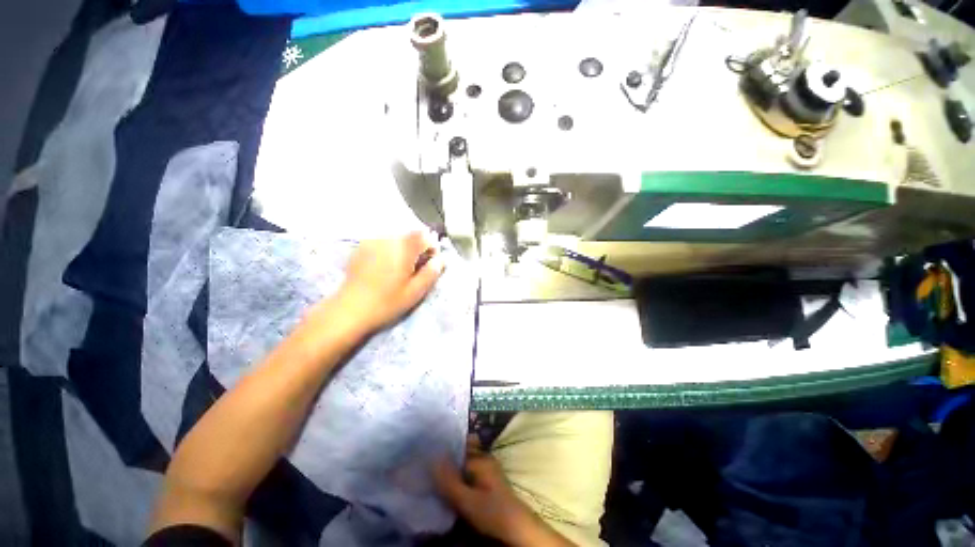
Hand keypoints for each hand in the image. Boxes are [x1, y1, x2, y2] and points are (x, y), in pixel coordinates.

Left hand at [339, 231, 444, 332]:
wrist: (350, 310)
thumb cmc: (387, 302)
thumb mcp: (415, 291)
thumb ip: (431, 273)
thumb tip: (441, 260)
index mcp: (403, 249)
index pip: (425, 236)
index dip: (432, 248)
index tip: (430, 263)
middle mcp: (388, 239)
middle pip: (410, 235)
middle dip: (418, 247)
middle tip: (416, 267)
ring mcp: (372, 241)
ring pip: (396, 237)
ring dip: (404, 247)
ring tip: (400, 267)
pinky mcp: (361, 247)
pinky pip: (382, 241)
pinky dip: (389, 249)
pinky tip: (384, 266)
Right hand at [434, 439, 574, 546]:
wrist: (516, 528)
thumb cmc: (492, 512)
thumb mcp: (467, 500)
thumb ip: (449, 481)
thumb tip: (432, 458)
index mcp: (480, 458)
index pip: (457, 447)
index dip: (442, 450)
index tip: (427, 455)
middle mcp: (484, 458)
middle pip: (462, 451)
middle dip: (447, 456)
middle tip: (430, 465)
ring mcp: (487, 468)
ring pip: (465, 460)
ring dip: (453, 466)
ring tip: (436, 474)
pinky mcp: (487, 479)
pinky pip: (470, 469)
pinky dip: (460, 474)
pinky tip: (451, 484)